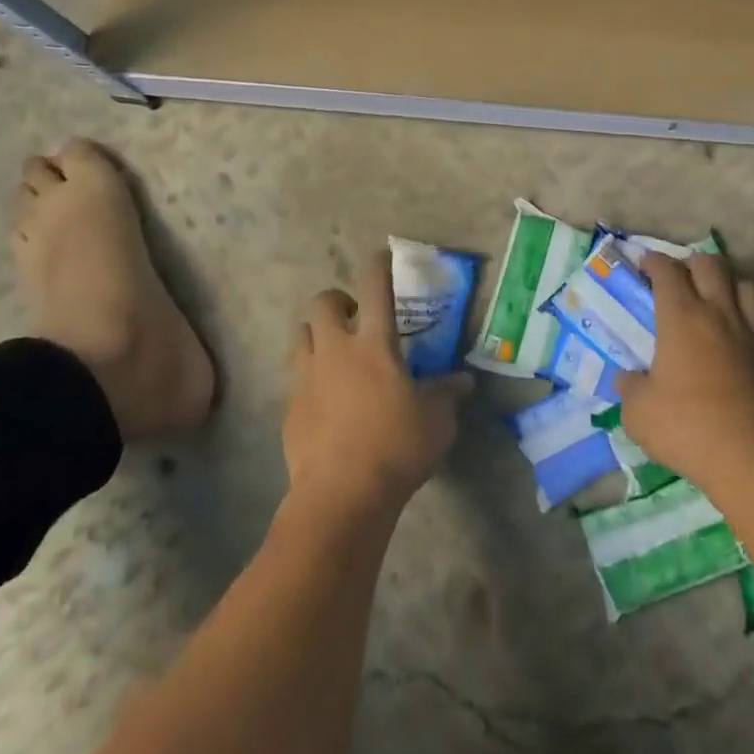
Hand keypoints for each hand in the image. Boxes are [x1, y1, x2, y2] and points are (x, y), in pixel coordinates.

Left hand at [284, 256, 473, 520]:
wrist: (340, 496)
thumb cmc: (396, 448)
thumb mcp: (436, 421)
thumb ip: (447, 394)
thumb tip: (464, 381)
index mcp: (373, 343)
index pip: (374, 287)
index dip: (378, 265)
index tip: (382, 257)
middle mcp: (335, 350)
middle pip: (322, 302)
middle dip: (336, 301)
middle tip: (355, 319)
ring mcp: (306, 378)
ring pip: (300, 335)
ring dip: (317, 335)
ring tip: (336, 355)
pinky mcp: (290, 409)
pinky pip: (296, 379)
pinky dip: (310, 379)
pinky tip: (326, 402)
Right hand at [615, 252, 753, 489]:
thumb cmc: (687, 428)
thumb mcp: (638, 413)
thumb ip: (631, 389)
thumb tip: (627, 379)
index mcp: (681, 317)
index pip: (667, 271)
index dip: (654, 261)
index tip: (645, 264)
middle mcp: (720, 315)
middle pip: (712, 265)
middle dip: (694, 263)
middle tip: (683, 277)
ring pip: (751, 288)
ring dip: (735, 286)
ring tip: (723, 298)